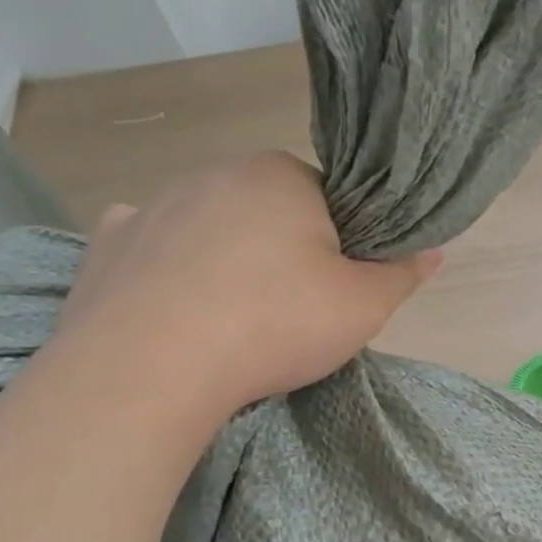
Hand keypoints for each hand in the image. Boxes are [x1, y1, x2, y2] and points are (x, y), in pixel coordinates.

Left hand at [51, 152, 439, 432]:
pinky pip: (150, 249)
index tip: (334, 287)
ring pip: (210, 229)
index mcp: (282, 177)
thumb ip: (401, 275)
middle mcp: (216, 174)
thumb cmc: (275, 324)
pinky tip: (174, 308)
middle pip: (267, 211)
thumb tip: (433, 251)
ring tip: (230, 320)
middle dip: (282, 250)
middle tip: (289, 311)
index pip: (327, 200)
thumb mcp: (363, 308)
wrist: (152, 367)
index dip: (339, 245)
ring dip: (226, 260)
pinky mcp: (107, 243)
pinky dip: (166, 271)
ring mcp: (154, 205)